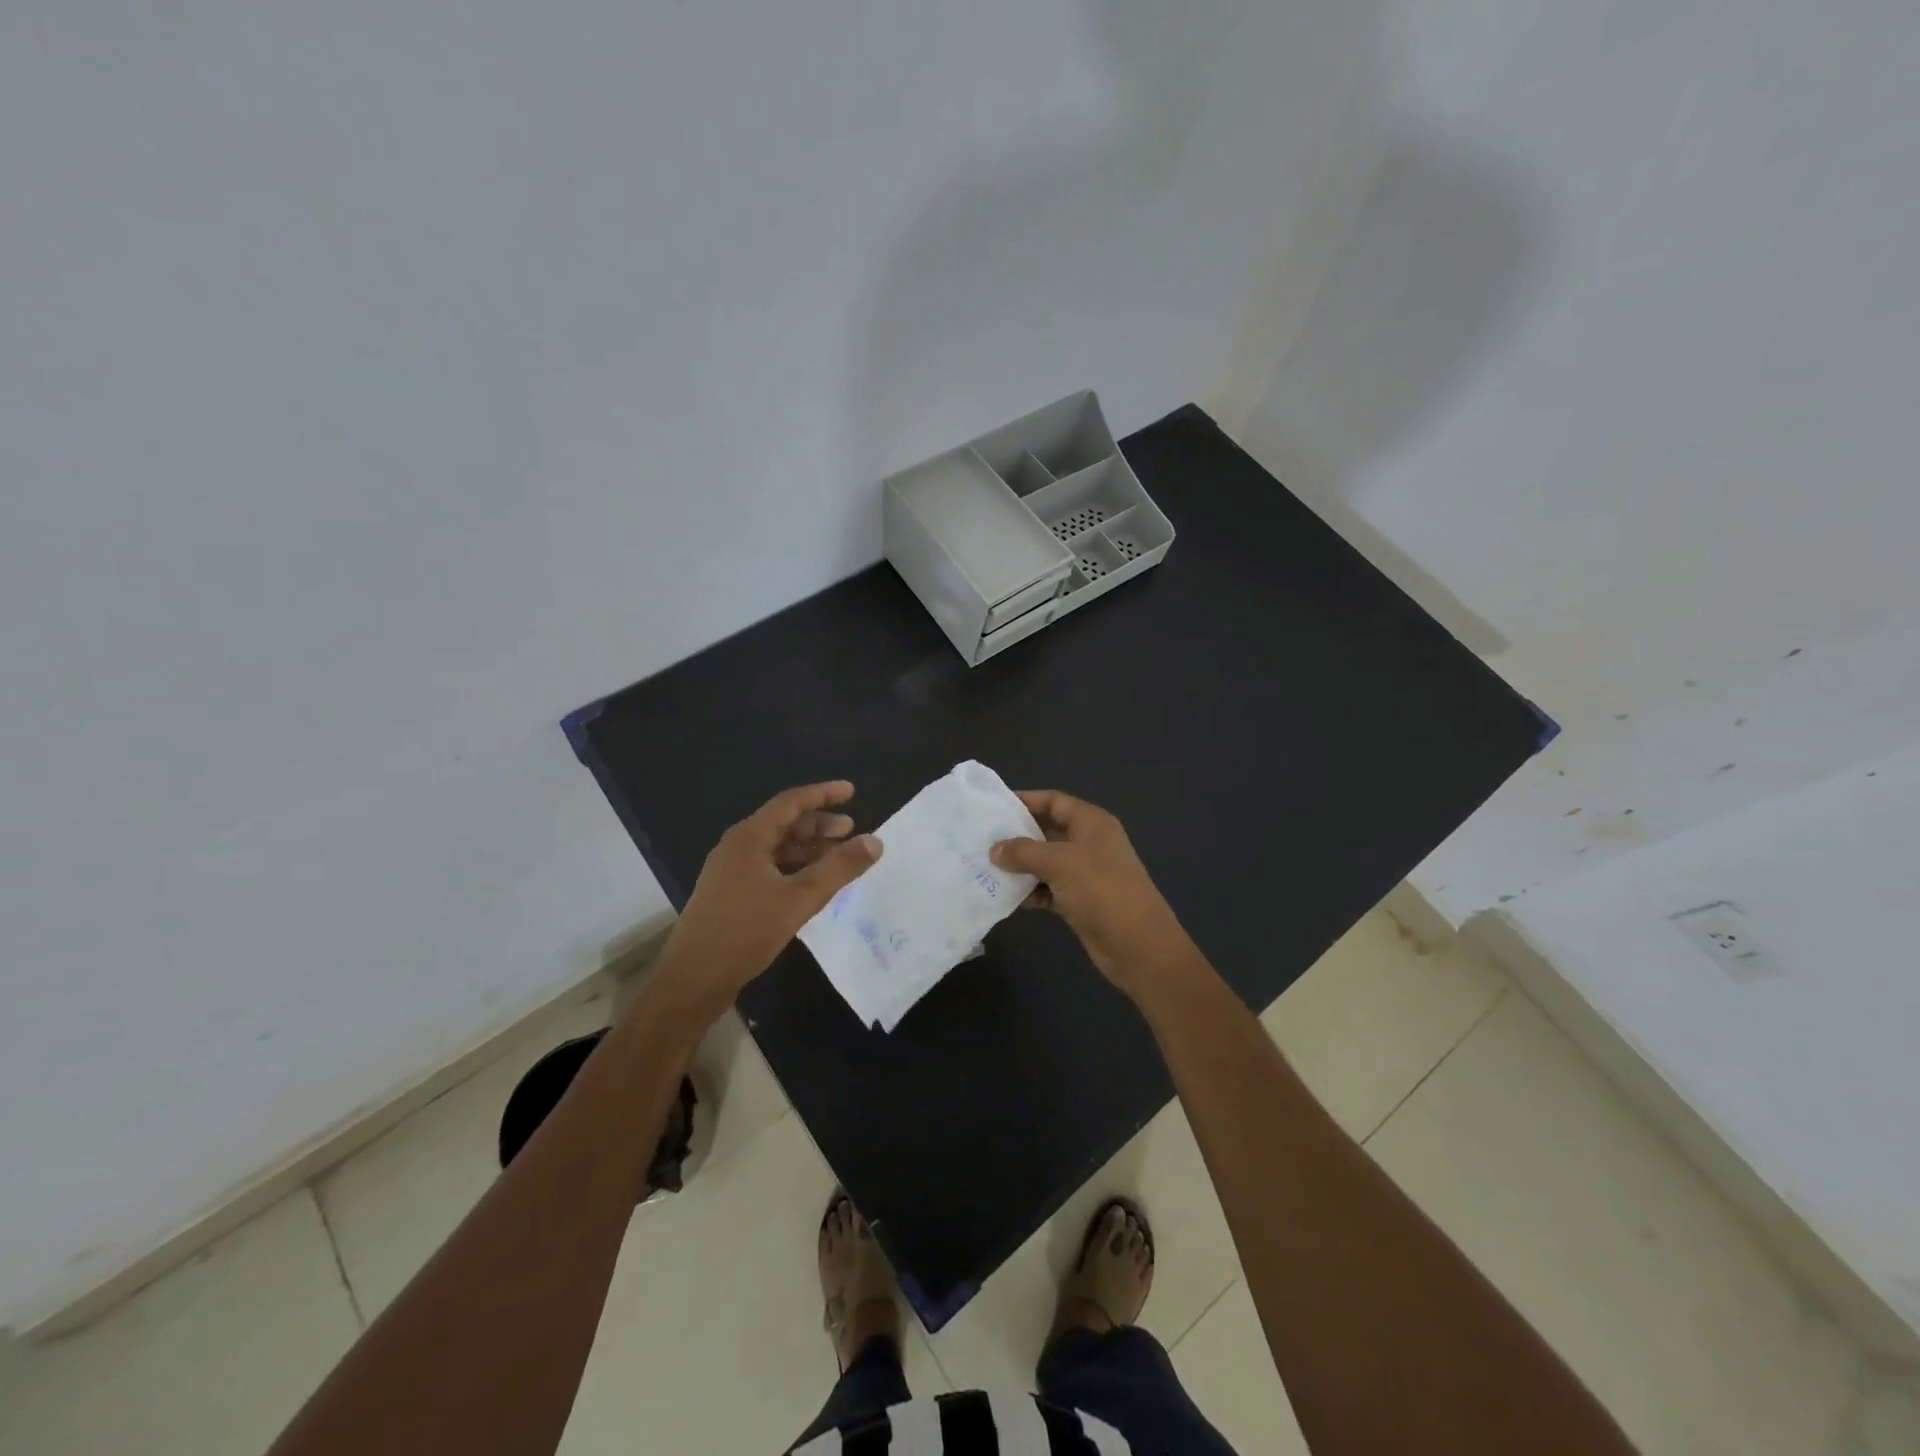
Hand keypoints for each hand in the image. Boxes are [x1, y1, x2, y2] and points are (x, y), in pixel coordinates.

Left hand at [655, 781, 881, 1017]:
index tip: (851, 791)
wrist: (692, 980)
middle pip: (784, 824)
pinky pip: (769, 869)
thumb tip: (875, 841)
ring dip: (809, 849)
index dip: (823, 794)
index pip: (791, 802)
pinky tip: (812, 885)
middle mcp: (737, 847)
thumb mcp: (799, 898)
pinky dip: (795, 869)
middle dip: (819, 825)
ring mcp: (731, 872)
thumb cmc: (745, 931)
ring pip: (777, 849)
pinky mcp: (731, 895)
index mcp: (749, 838)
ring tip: (838, 858)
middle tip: (851, 830)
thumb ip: (839, 868)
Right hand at [989, 789, 1188, 991]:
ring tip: (985, 869)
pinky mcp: (1079, 901)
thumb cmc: (1102, 891)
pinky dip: (1030, 892)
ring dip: (1020, 867)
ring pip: (1045, 862)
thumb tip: (995, 849)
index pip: (1054, 801)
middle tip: (981, 840)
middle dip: (1017, 836)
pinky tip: (1006, 898)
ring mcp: (1085, 873)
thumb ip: (1024, 852)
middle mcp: (1088, 843)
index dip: (1025, 800)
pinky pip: (1048, 889)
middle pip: (1047, 831)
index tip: (993, 807)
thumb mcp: (1060, 863)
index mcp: (1091, 823)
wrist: (1138, 946)